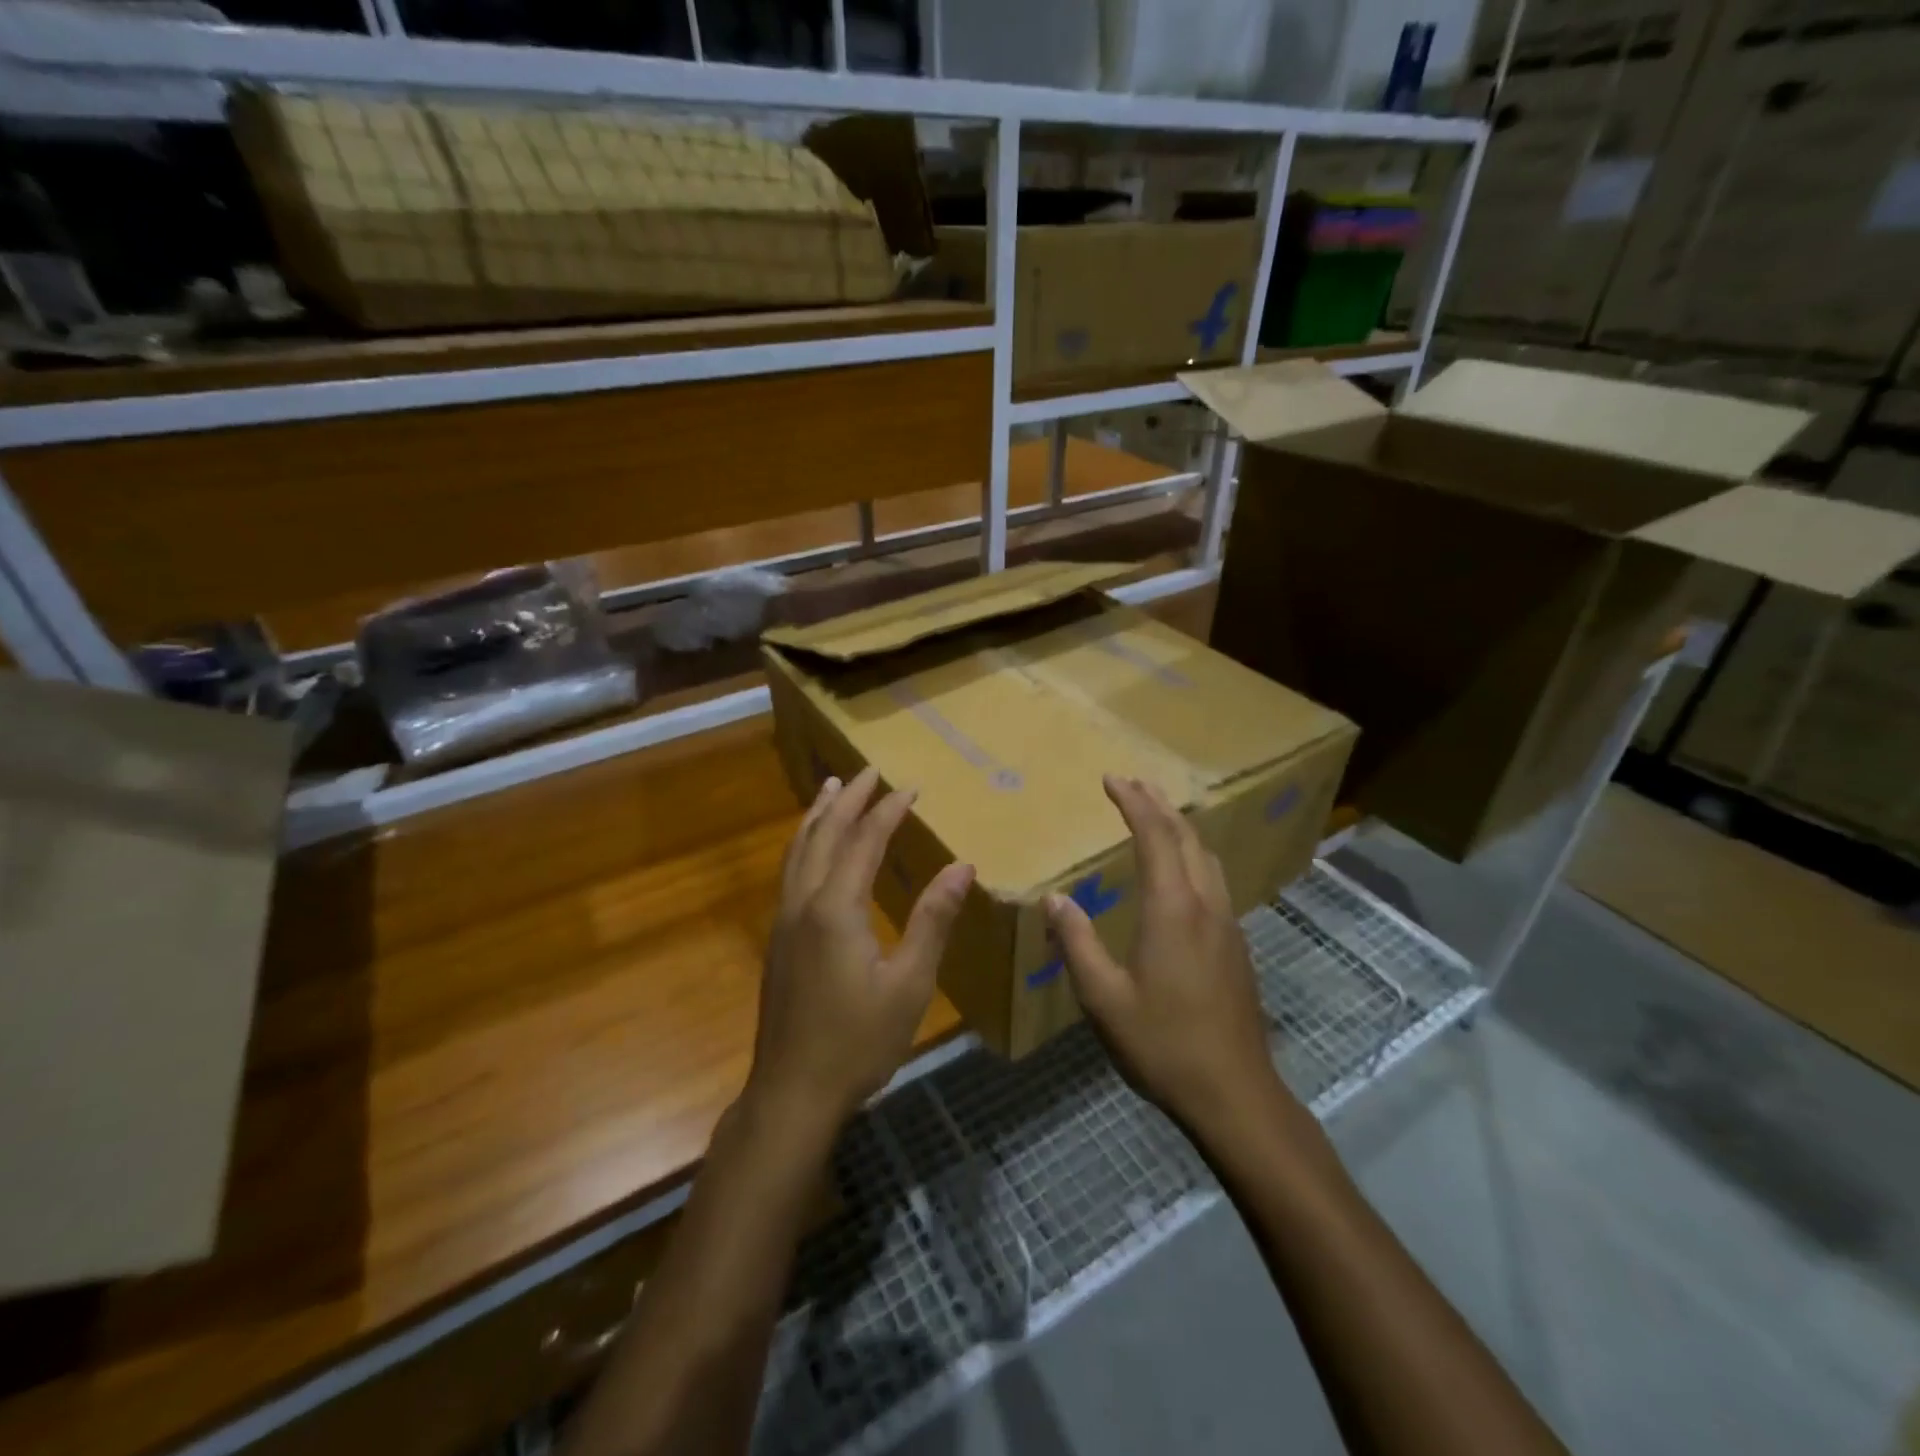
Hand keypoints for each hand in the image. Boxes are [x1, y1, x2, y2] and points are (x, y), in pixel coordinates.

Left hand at [750, 766, 975, 1133]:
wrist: (793, 1091)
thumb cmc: (859, 1040)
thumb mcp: (910, 983)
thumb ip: (932, 919)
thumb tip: (961, 866)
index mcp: (836, 908)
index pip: (864, 841)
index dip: (887, 811)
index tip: (910, 787)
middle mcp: (803, 902)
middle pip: (824, 834)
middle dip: (848, 800)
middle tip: (868, 771)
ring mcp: (784, 920)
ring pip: (798, 850)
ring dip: (818, 815)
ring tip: (832, 788)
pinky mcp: (777, 939)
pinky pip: (790, 871)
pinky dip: (804, 843)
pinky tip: (812, 848)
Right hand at [1046, 775, 1287, 1136]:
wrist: (1234, 1093)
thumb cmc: (1163, 1044)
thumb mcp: (1104, 998)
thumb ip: (1077, 942)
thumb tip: (1055, 899)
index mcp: (1172, 909)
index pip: (1155, 836)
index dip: (1134, 803)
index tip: (1112, 780)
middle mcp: (1205, 905)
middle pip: (1187, 837)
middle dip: (1159, 804)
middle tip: (1132, 784)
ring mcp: (1227, 924)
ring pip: (1206, 857)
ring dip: (1180, 828)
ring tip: (1157, 816)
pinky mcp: (1236, 945)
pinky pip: (1213, 880)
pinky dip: (1192, 856)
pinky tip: (1180, 874)